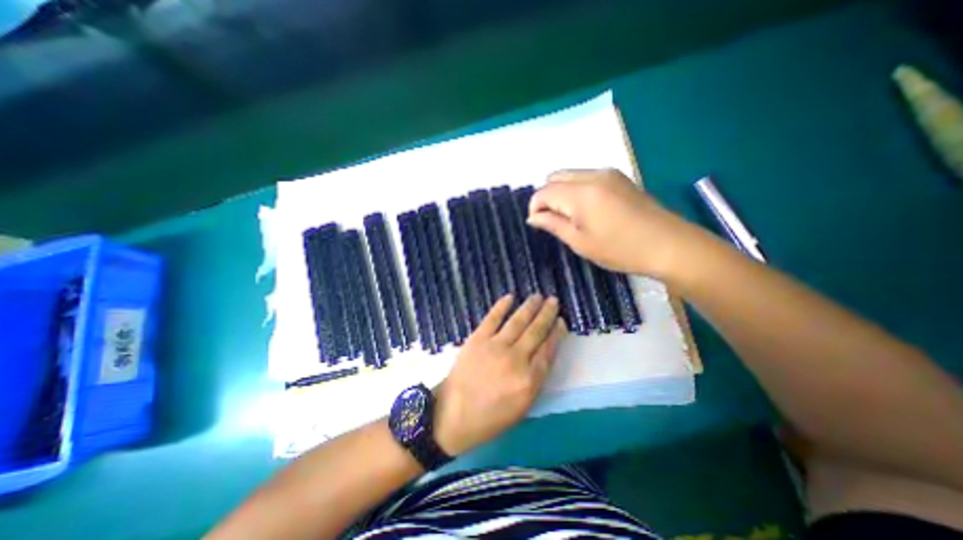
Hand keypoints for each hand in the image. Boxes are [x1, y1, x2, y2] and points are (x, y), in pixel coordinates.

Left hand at [433, 295, 561, 455]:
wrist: (453, 415)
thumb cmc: (490, 417)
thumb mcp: (522, 407)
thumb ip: (536, 380)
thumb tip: (544, 354)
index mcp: (529, 380)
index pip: (548, 350)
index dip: (556, 334)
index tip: (561, 321)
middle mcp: (516, 359)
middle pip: (536, 332)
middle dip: (547, 314)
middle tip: (553, 301)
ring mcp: (495, 346)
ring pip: (518, 321)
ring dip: (529, 307)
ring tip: (538, 296)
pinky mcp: (477, 339)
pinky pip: (492, 318)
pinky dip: (502, 306)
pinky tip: (510, 297)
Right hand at [527, 168, 703, 277]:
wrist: (668, 245)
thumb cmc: (620, 249)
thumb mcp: (580, 242)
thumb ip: (553, 225)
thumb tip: (533, 217)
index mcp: (580, 193)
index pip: (544, 191)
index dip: (535, 207)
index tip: (539, 224)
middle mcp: (592, 175)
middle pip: (554, 177)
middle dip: (547, 196)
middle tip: (554, 220)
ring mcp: (608, 173)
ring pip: (570, 175)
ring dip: (562, 192)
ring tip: (571, 216)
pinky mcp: (619, 177)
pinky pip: (586, 176)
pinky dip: (577, 189)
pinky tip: (588, 209)